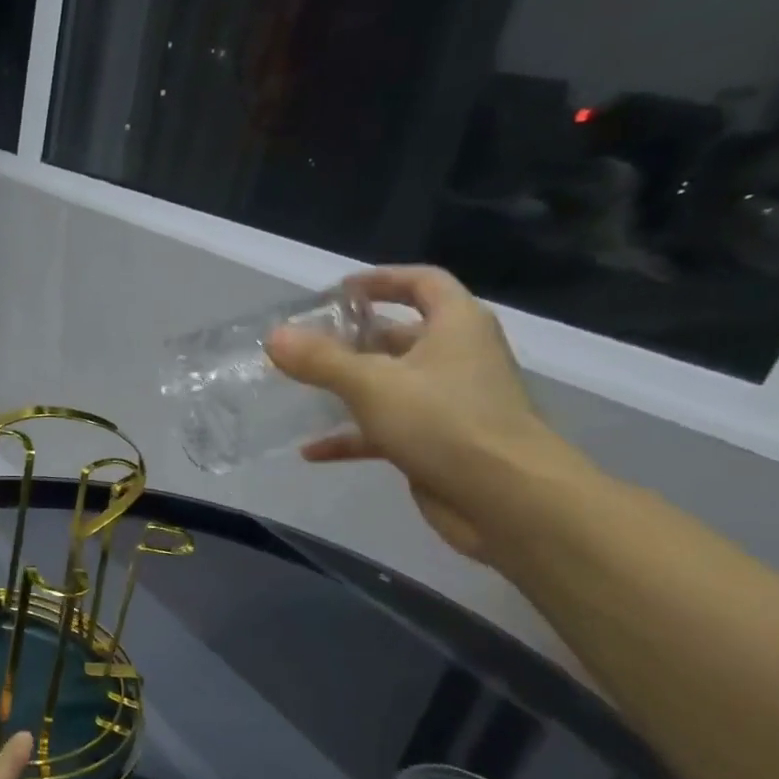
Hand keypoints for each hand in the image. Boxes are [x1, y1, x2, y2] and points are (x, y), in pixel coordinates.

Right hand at [265, 266, 577, 558]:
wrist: (504, 497)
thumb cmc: (444, 422)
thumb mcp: (372, 384)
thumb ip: (321, 360)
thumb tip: (274, 336)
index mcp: (455, 325)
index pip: (421, 283)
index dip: (381, 280)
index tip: (339, 291)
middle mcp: (456, 357)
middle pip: (400, 336)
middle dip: (353, 340)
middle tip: (307, 345)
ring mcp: (447, 403)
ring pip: (390, 385)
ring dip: (348, 389)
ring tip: (302, 391)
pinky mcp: (436, 443)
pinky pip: (385, 431)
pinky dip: (351, 437)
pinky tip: (311, 452)